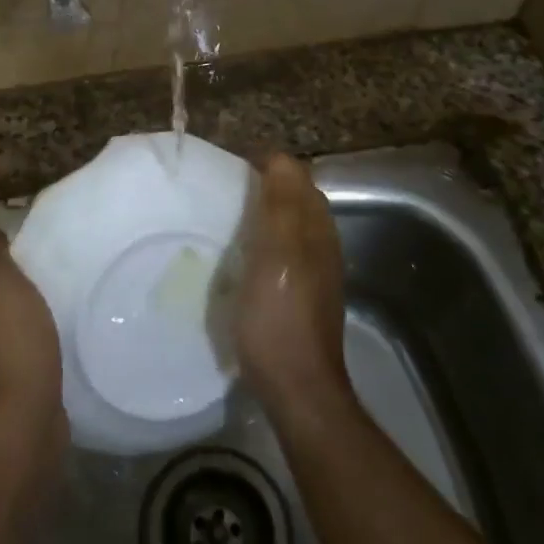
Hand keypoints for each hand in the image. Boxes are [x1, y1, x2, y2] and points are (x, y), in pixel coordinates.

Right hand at [235, 155, 352, 425]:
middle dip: (264, 187)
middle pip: (295, 200)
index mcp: (316, 228)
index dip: (267, 166)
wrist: (295, 386)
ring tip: (225, 217)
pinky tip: (239, 256)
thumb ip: (281, 203)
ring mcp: (314, 272)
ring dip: (263, 215)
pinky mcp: (301, 296)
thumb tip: (278, 157)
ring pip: (289, 227)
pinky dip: (262, 242)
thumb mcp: (277, 251)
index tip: (229, 169)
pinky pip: (282, 252)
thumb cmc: (280, 314)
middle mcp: (321, 244)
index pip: (296, 177)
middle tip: (222, 190)